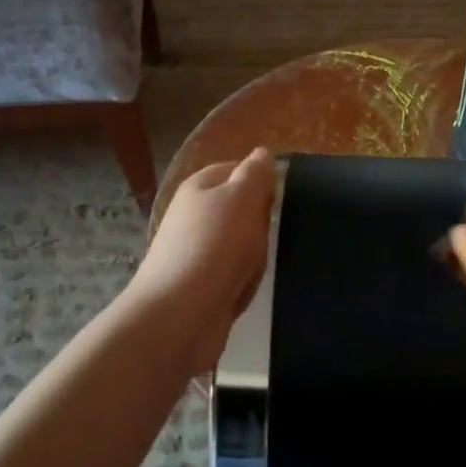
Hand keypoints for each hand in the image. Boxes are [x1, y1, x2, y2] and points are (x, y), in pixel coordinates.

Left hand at [130, 148, 275, 374]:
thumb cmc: (215, 247)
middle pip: (240, 209)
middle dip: (261, 222)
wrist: (181, 313)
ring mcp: (196, 252)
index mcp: (199, 187)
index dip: (261, 180)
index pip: (236, 169)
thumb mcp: (242, 199)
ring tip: (261, 265)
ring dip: (255, 255)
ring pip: (240, 244)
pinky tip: (248, 288)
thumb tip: (262, 153)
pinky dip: (244, 280)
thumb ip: (255, 174)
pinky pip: (234, 274)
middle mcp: (193, 216)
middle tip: (274, 232)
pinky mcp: (201, 285)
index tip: (284, 196)